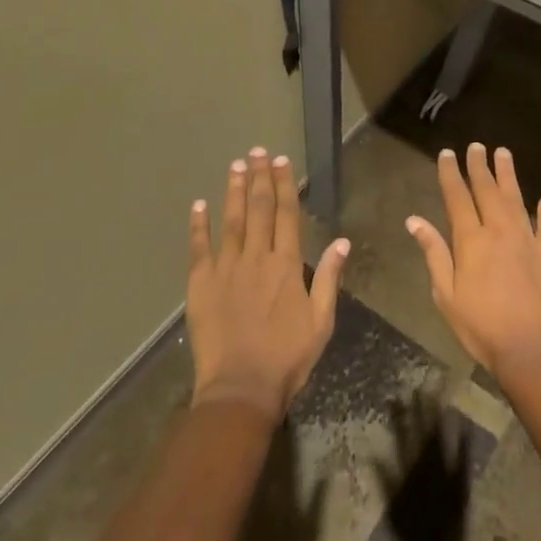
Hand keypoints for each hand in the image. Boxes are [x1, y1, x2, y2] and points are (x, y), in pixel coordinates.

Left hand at [187, 147, 349, 420]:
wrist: (240, 388)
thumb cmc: (286, 358)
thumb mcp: (320, 322)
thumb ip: (328, 279)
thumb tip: (341, 242)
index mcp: (286, 265)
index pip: (286, 214)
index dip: (284, 185)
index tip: (281, 161)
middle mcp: (256, 257)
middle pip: (259, 209)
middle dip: (260, 177)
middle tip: (257, 152)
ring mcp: (226, 268)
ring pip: (231, 220)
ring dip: (234, 190)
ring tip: (236, 165)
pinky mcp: (201, 284)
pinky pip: (199, 247)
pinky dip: (199, 224)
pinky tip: (199, 204)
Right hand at [405, 144, 540, 377]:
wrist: (532, 351)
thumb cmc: (481, 327)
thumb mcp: (446, 294)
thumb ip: (434, 253)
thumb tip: (414, 220)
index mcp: (471, 240)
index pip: (457, 197)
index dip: (451, 173)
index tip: (447, 153)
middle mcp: (500, 231)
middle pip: (487, 191)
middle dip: (480, 166)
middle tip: (477, 146)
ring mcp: (528, 241)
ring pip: (516, 199)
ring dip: (508, 176)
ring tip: (503, 154)